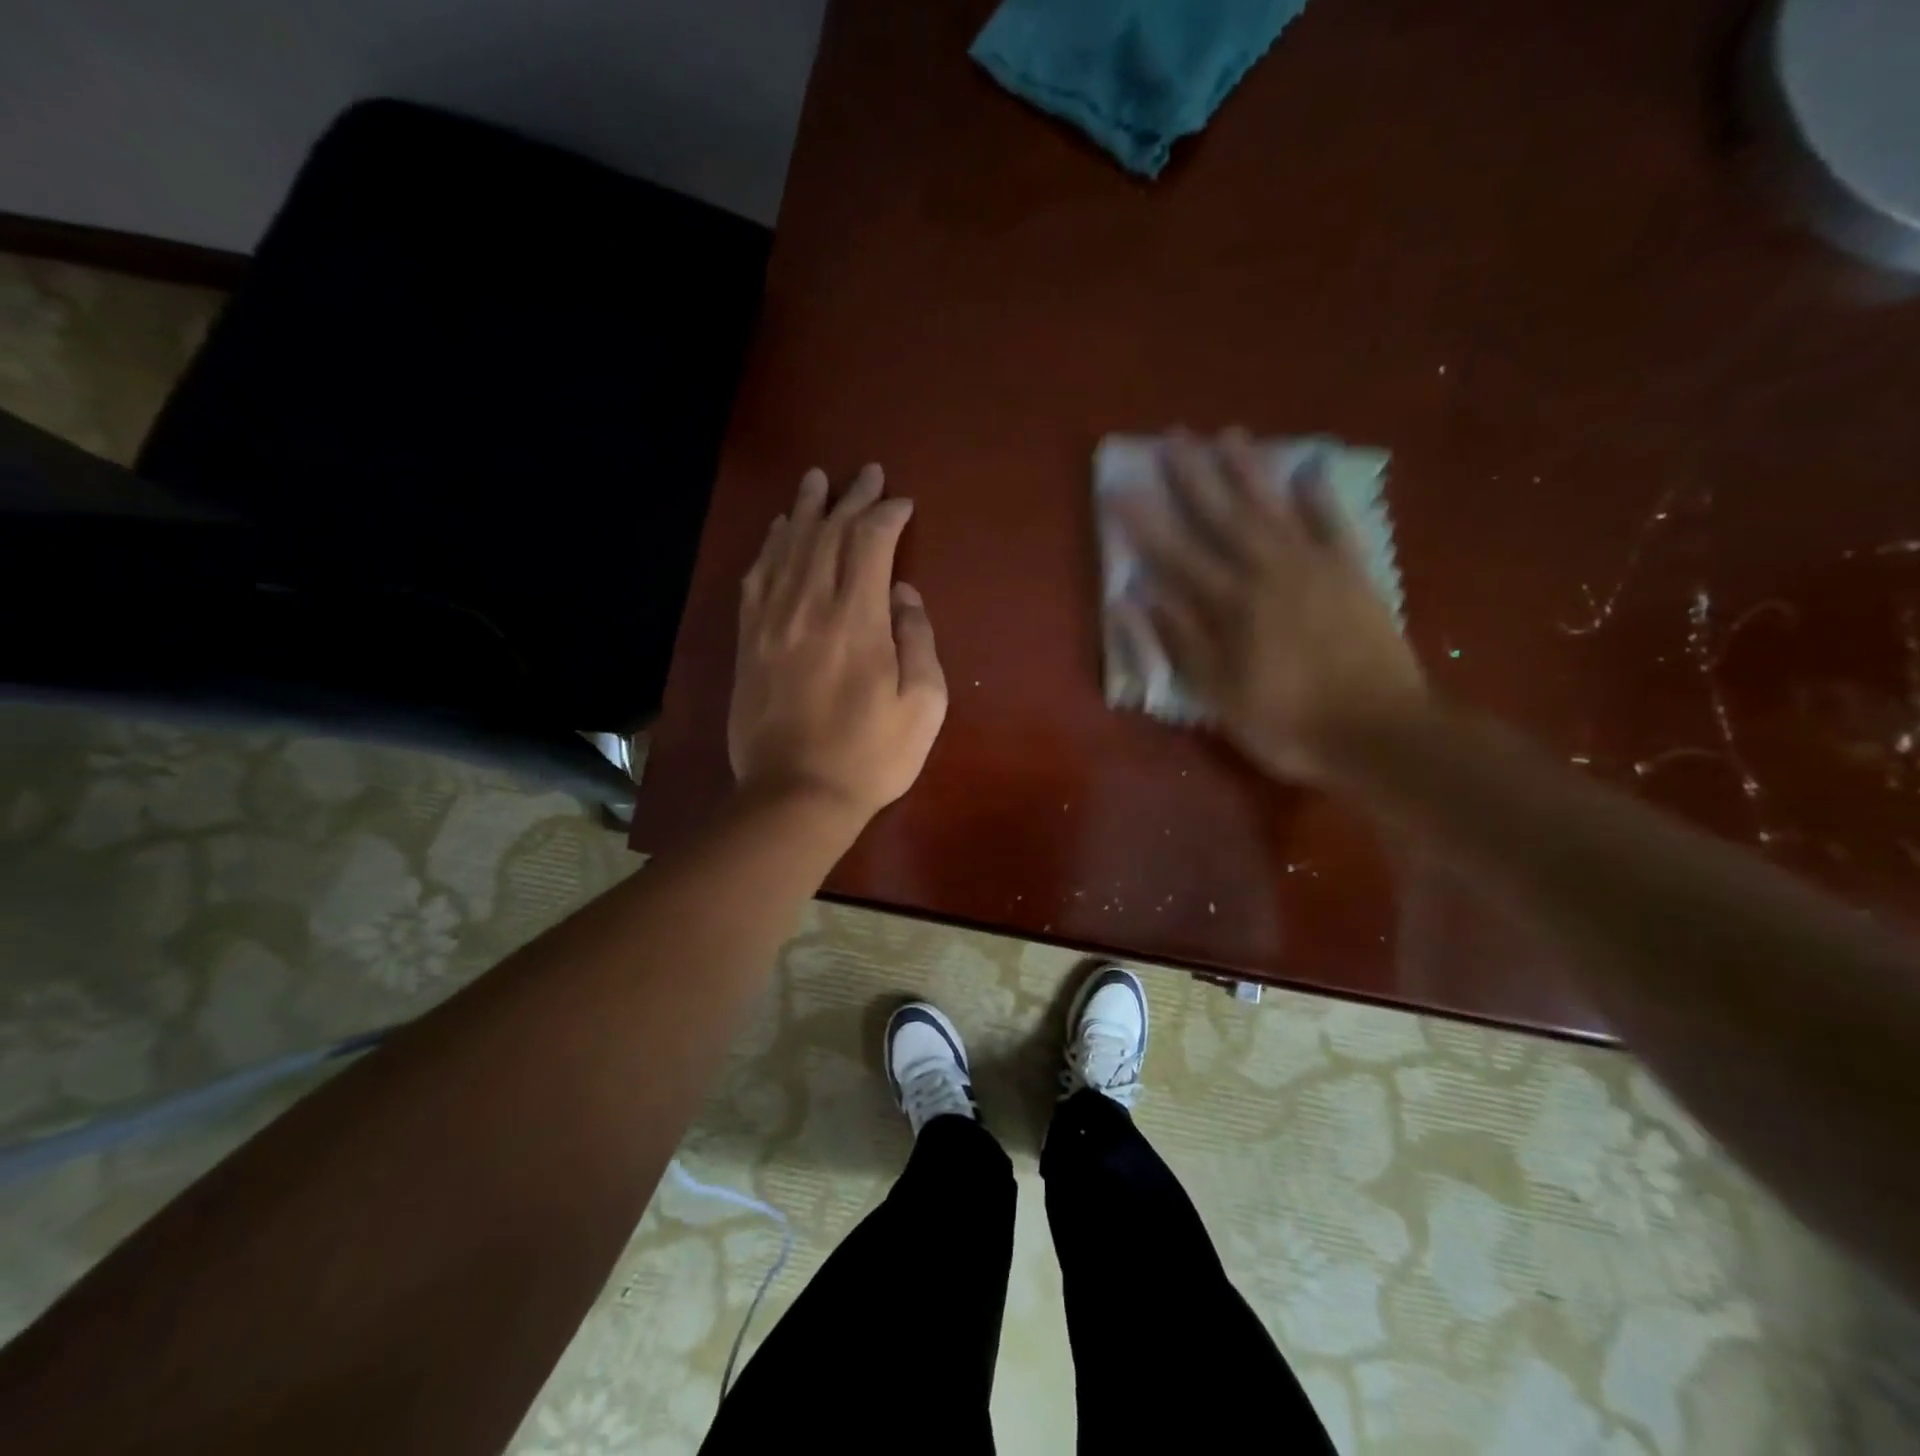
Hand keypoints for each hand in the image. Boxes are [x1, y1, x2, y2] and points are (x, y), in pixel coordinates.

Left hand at [728, 463, 947, 819]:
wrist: (795, 795)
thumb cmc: (871, 756)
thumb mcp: (923, 705)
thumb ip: (918, 640)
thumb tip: (903, 595)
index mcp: (858, 620)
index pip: (871, 543)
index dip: (889, 515)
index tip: (904, 504)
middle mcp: (810, 606)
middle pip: (828, 534)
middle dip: (851, 498)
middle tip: (866, 474)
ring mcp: (772, 622)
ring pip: (788, 547)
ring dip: (806, 509)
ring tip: (816, 480)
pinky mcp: (748, 641)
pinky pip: (756, 579)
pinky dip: (769, 548)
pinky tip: (776, 532)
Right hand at [1112, 428, 1425, 781]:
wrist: (1380, 734)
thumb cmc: (1288, 722)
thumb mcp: (1220, 694)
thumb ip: (1181, 641)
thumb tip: (1139, 596)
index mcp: (1231, 605)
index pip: (1175, 554)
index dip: (1144, 522)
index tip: (1118, 488)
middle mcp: (1268, 572)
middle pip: (1223, 516)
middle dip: (1193, 476)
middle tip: (1172, 437)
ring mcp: (1315, 567)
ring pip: (1274, 507)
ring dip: (1248, 471)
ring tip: (1228, 435)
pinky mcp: (1353, 574)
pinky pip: (1334, 524)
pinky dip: (1320, 497)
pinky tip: (1309, 469)